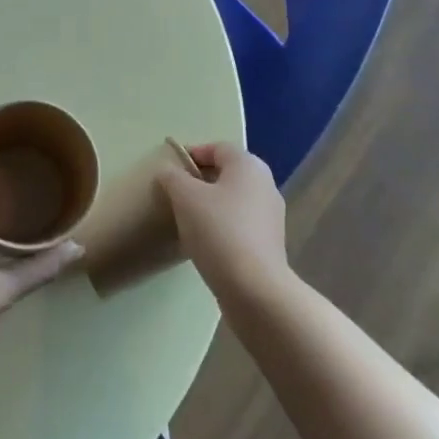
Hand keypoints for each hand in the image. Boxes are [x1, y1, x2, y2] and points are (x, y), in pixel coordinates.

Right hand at [156, 142, 289, 300]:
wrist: (255, 290)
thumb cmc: (219, 231)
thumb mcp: (185, 197)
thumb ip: (173, 177)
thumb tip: (168, 172)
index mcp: (249, 165)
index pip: (217, 148)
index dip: (192, 154)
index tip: (169, 171)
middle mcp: (265, 184)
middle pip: (226, 173)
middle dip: (199, 181)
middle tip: (175, 195)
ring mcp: (270, 216)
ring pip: (233, 200)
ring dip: (210, 205)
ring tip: (186, 220)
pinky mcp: (269, 243)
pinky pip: (239, 223)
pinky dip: (221, 226)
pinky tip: (205, 242)